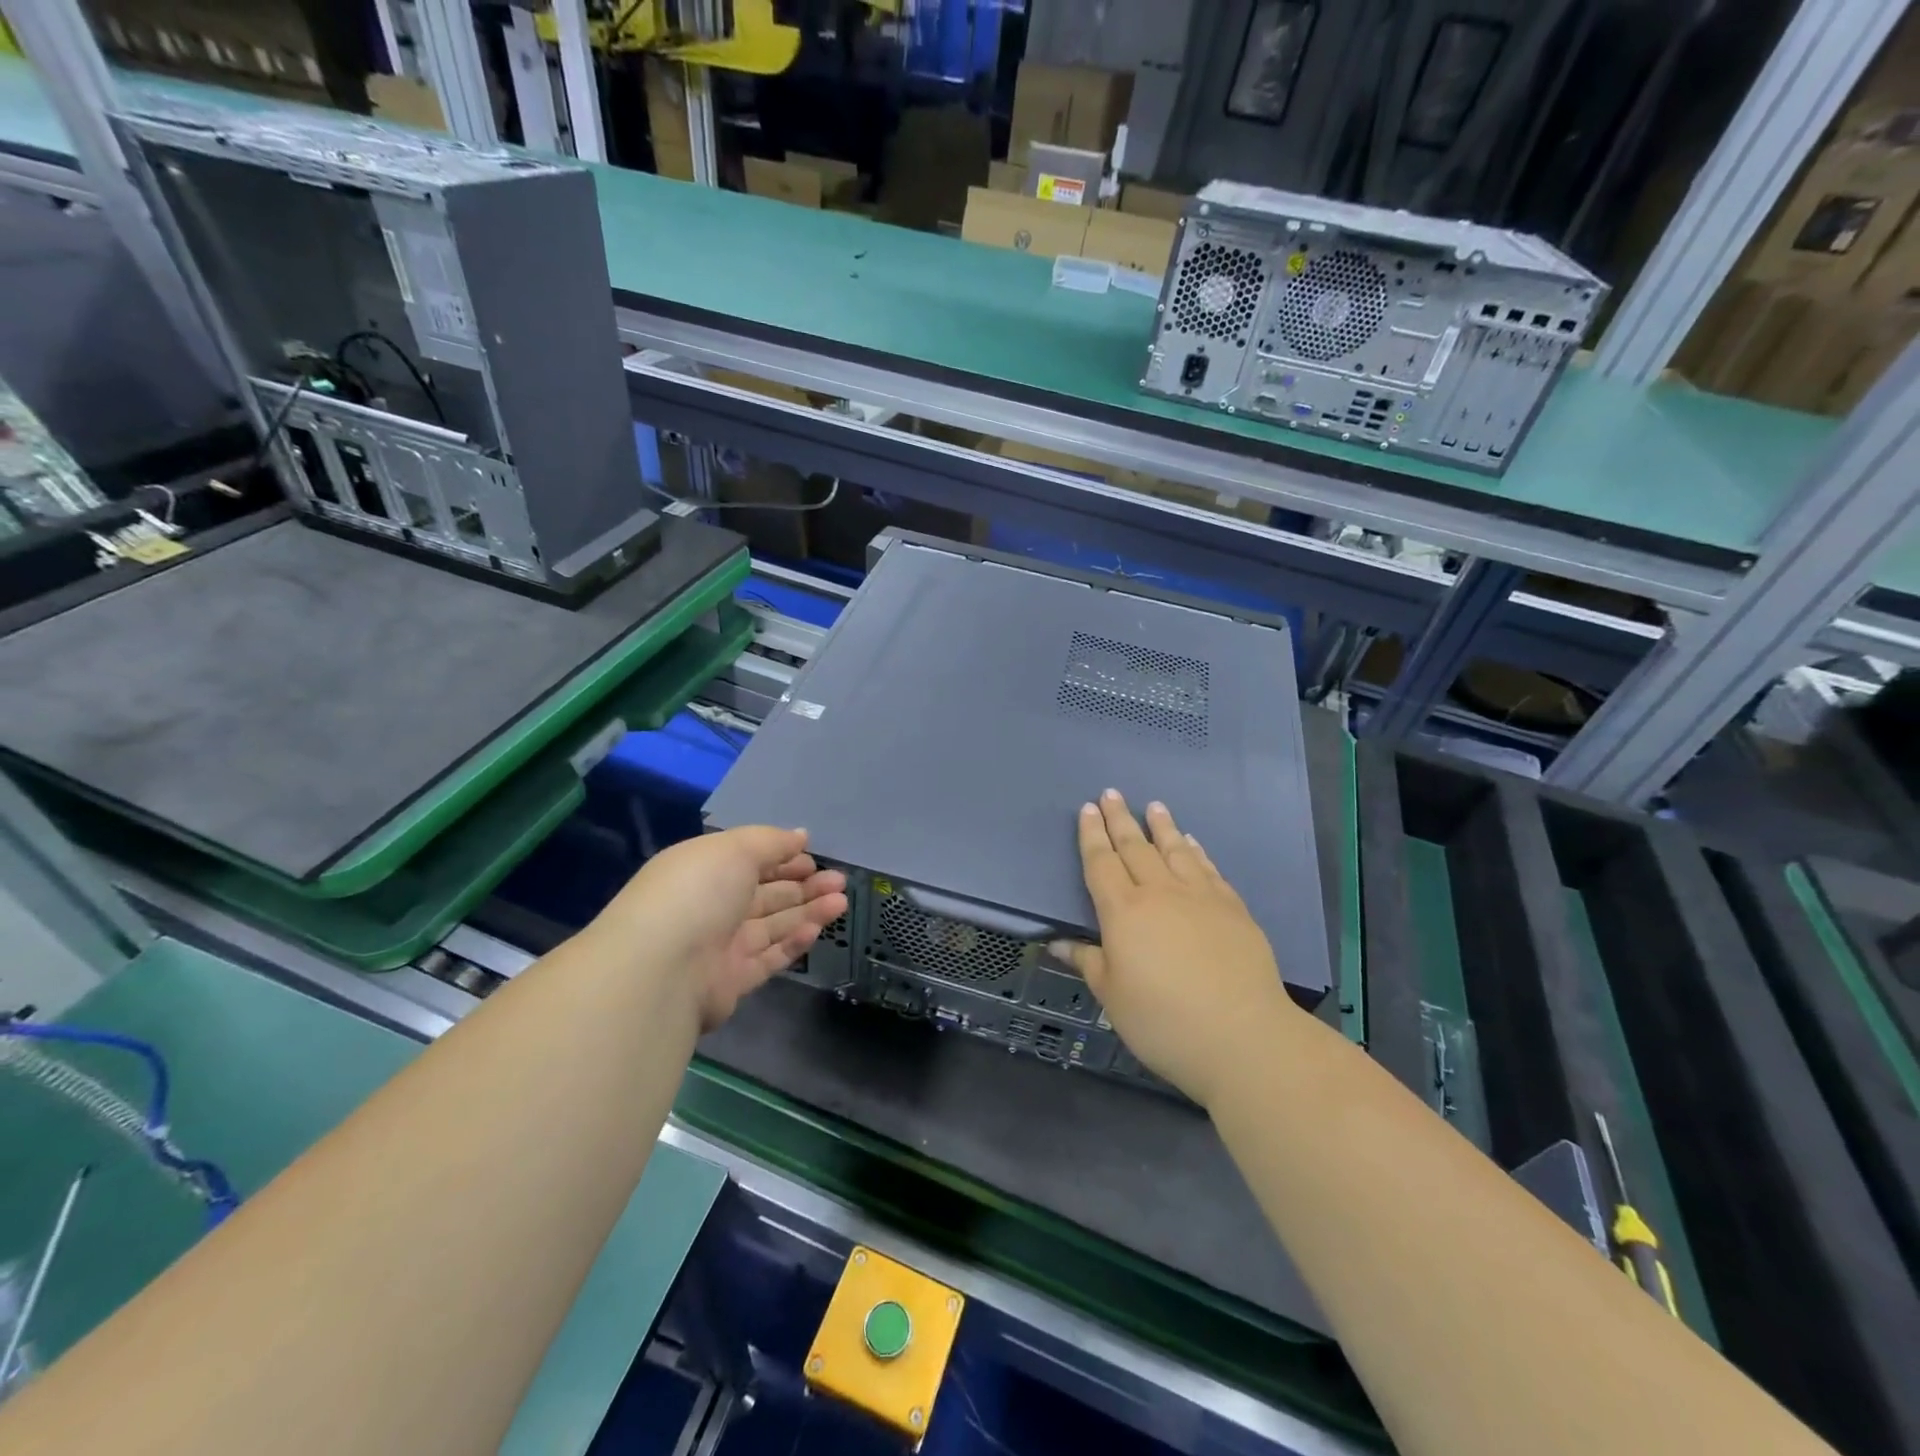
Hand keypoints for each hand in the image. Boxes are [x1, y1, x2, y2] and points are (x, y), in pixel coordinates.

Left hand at [594, 826, 846, 1030]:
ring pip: (773, 924)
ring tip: (842, 901)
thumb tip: (800, 836)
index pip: (749, 861)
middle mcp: (711, 906)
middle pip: (765, 893)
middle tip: (839, 879)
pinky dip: (794, 942)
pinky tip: (818, 929)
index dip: (782, 857)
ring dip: (808, 911)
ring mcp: (721, 945)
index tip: (814, 855)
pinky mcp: (732, 980)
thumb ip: (771, 842)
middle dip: (803, 884)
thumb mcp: (734, 850)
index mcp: (704, 870)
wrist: (662, 971)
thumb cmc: (697, 893)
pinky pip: (769, 957)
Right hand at [1052, 790, 1299, 1107]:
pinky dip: (1197, 851)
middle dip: (1120, 819)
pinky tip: (1192, 843)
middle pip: (1135, 847)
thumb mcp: (1113, 997)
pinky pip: (1208, 869)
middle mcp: (1160, 893)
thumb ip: (1088, 963)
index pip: (1102, 863)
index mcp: (1123, 912)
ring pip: (1175, 850)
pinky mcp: (1233, 909)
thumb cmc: (1163, 1021)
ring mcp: (1200, 897)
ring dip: (1161, 826)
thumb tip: (1058, 944)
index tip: (1087, 809)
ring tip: (1154, 806)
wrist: (1242, 1036)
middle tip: (1111, 794)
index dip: (1092, 835)